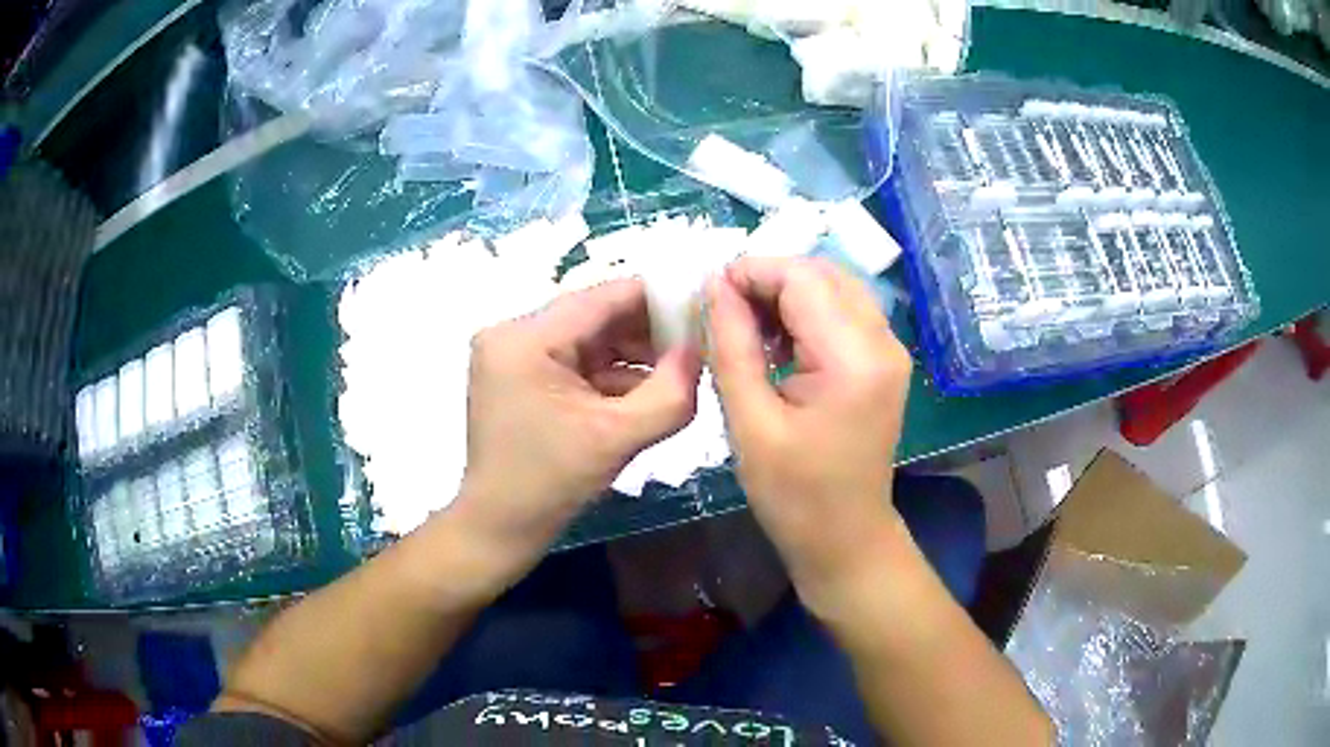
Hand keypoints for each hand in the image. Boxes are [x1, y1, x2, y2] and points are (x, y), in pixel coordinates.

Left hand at [450, 278, 701, 585]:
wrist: (500, 527)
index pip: (605, 296)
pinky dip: (609, 372)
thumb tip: (703, 347)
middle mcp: (512, 332)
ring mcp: (512, 352)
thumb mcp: (619, 437)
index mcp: (526, 338)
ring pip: (588, 337)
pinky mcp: (518, 373)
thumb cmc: (551, 484)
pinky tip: (643, 391)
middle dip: (647, 332)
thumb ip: (671, 391)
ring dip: (631, 354)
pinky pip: (574, 359)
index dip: (659, 299)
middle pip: (595, 315)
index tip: (703, 311)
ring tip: (676, 373)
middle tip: (696, 348)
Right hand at [706, 257, 913, 613]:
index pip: (802, 278)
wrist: (845, 537)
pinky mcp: (883, 361)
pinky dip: (806, 313)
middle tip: (724, 310)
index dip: (752, 272)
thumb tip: (715, 286)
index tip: (708, 293)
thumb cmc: (794, 494)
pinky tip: (776, 342)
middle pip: (822, 274)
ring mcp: (890, 350)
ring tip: (745, 327)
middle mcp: (883, 341)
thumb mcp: (749, 422)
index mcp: (854, 358)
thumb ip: (731, 344)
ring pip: (834, 287)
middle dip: (768, 279)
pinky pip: (843, 312)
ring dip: (786, 294)